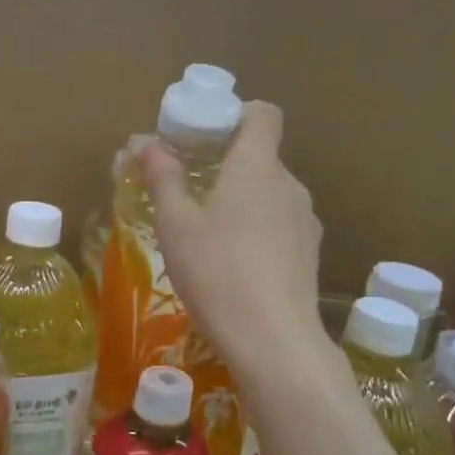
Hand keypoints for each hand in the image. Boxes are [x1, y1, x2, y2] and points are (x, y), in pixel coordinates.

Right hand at [139, 101, 323, 365]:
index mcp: (257, 166)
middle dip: (227, 165)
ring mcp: (306, 221)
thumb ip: (162, 177)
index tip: (204, 134)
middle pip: (261, 157)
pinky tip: (234, 265)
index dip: (235, 114)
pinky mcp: (310, 254)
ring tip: (208, 235)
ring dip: (242, 201)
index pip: (262, 114)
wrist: (273, 339)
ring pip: (270, 195)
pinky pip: (280, 226)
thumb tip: (143, 141)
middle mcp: (289, 185)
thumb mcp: (176, 224)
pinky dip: (257, 230)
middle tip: (189, 190)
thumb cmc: (217, 272)